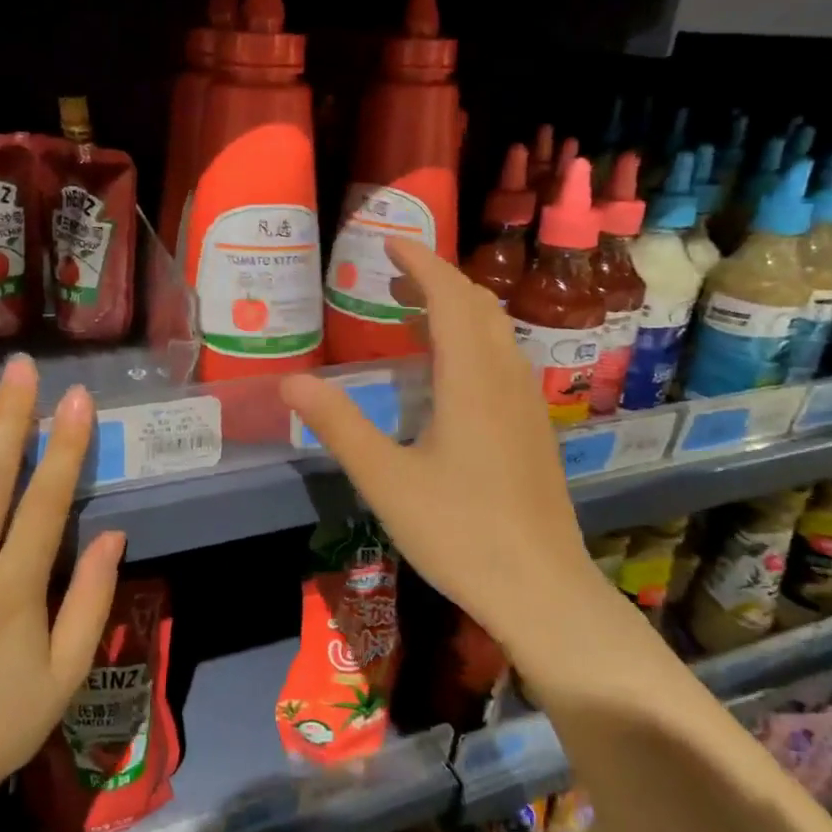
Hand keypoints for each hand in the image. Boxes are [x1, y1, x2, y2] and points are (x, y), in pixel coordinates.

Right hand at [281, 239, 606, 675]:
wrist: (541, 588)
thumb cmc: (459, 532)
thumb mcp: (385, 479)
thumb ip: (339, 425)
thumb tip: (289, 381)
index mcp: (471, 379)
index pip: (449, 297)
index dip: (420, 263)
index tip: (389, 243)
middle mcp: (506, 377)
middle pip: (478, 305)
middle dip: (438, 280)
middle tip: (393, 277)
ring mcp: (528, 403)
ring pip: (497, 332)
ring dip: (458, 309)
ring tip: (413, 315)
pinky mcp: (535, 429)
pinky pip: (504, 359)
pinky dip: (473, 340)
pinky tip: (449, 373)